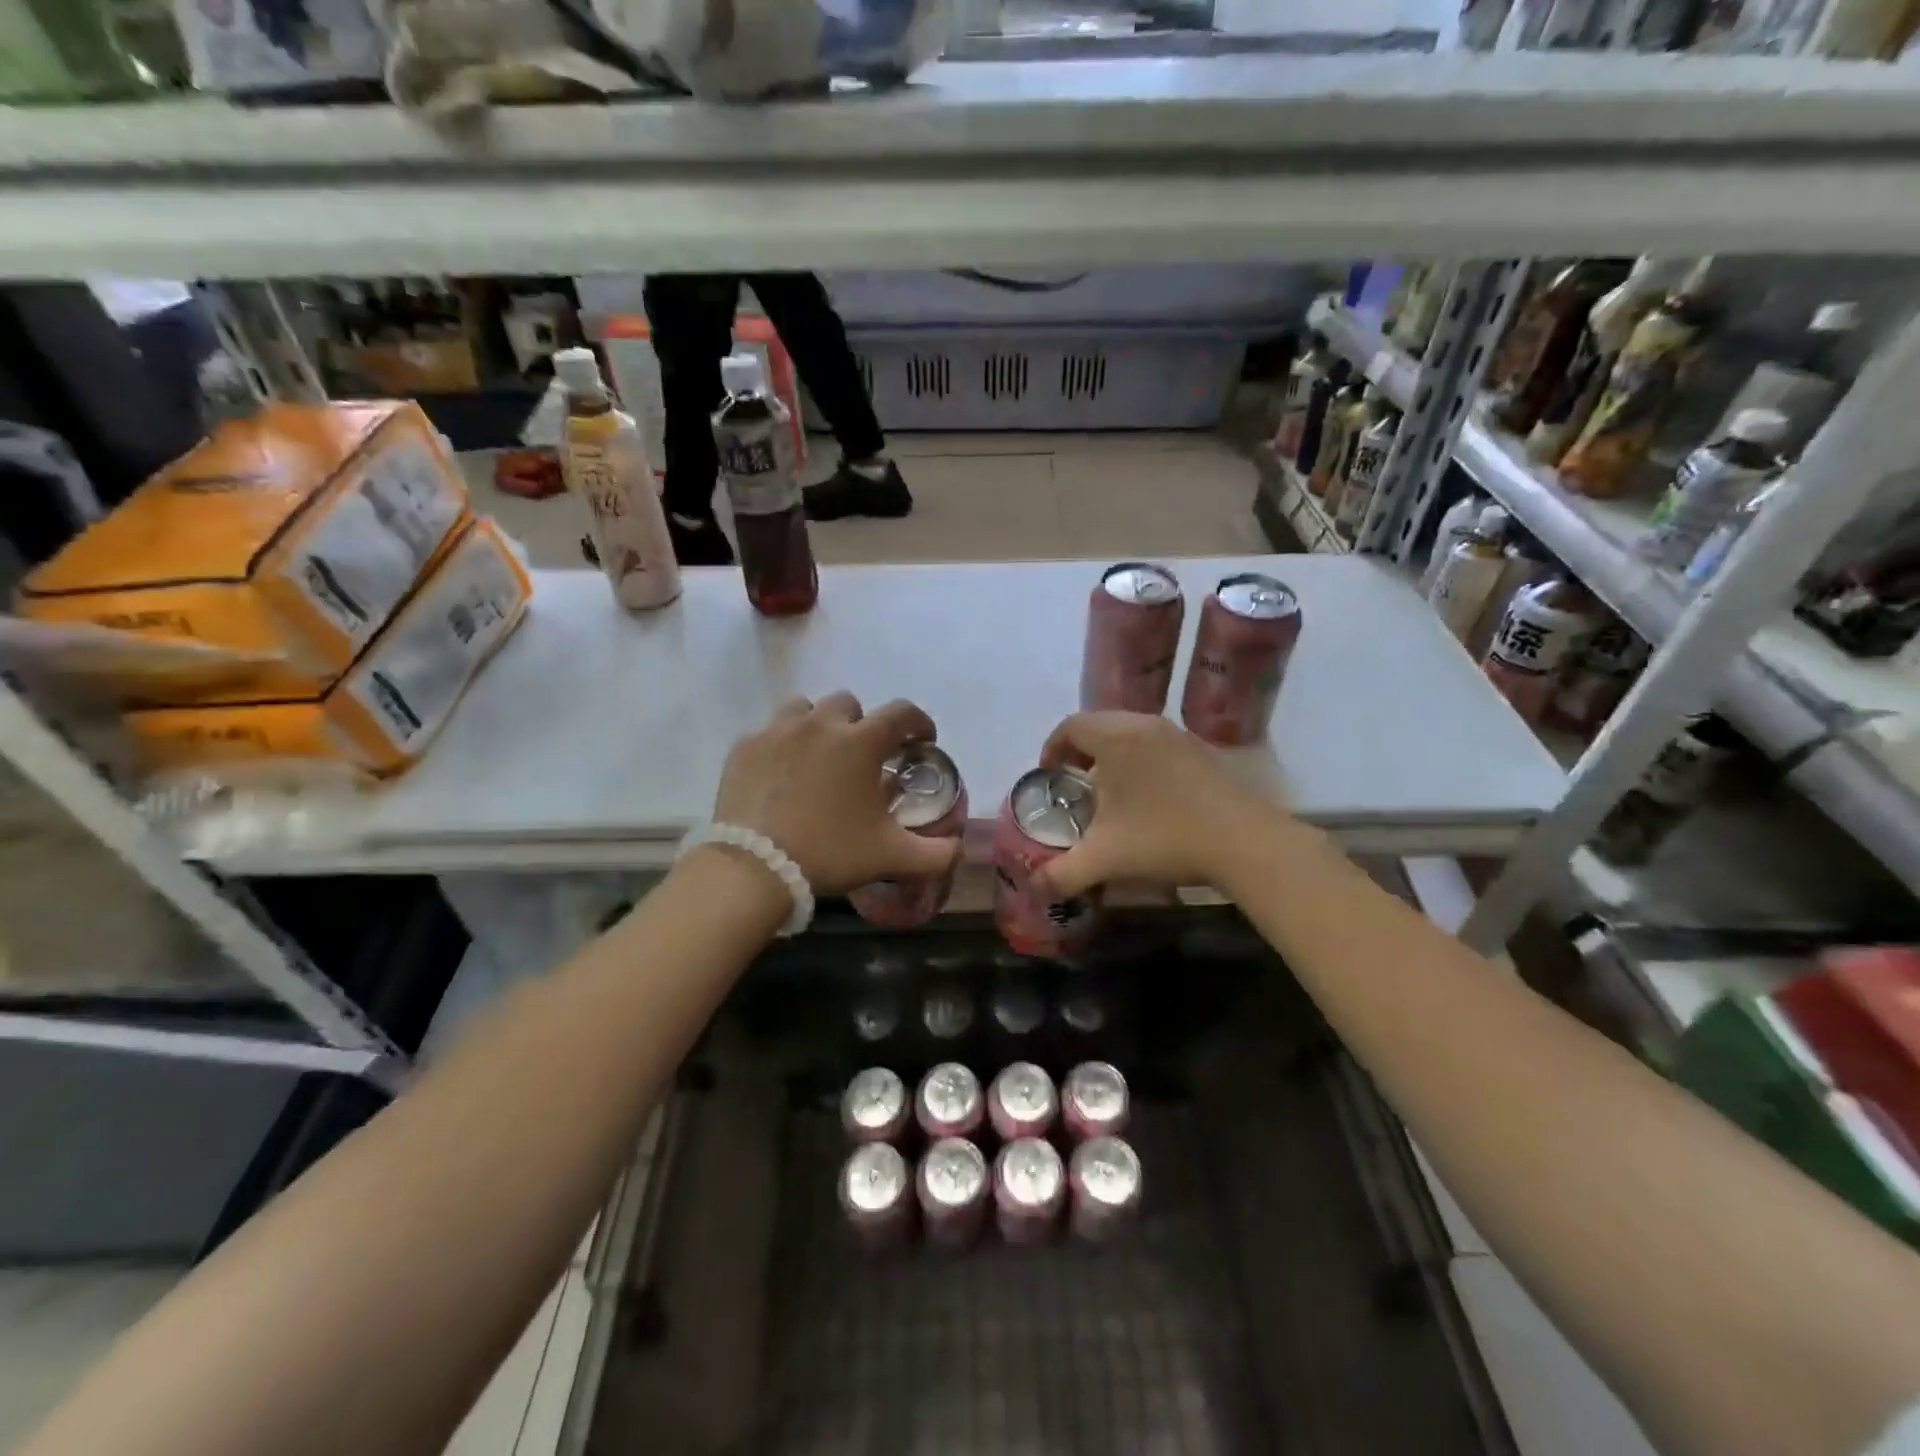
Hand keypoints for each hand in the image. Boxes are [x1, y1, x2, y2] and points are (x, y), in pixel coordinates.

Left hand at [711, 692, 960, 895]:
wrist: (754, 867)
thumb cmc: (830, 852)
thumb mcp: (892, 857)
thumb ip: (936, 853)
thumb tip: (959, 848)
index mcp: (861, 742)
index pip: (901, 712)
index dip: (918, 722)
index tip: (922, 741)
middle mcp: (820, 724)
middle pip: (849, 704)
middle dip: (862, 724)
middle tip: (862, 757)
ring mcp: (777, 731)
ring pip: (804, 709)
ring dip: (818, 724)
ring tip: (818, 757)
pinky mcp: (745, 747)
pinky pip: (769, 732)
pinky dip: (781, 745)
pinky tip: (781, 774)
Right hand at [1033, 711, 1271, 897]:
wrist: (1243, 841)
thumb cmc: (1164, 838)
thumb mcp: (1105, 859)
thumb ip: (1062, 874)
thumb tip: (1034, 889)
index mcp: (1115, 738)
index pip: (1071, 726)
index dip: (1052, 747)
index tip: (1048, 774)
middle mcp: (1144, 725)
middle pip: (1099, 723)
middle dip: (1079, 750)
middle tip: (1073, 783)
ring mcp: (1177, 735)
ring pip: (1130, 730)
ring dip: (1111, 753)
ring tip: (1107, 789)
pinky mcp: (1200, 750)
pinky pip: (1156, 742)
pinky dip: (1139, 757)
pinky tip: (1145, 795)